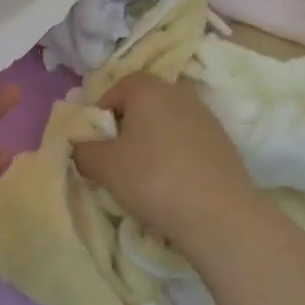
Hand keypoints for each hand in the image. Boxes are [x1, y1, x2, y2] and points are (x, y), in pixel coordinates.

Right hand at [72, 74, 257, 252]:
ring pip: (165, 124)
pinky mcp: (223, 142)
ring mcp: (206, 117)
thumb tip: (82, 148)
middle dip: (125, 128)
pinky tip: (171, 184)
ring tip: (143, 176)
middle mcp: (179, 93)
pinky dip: (173, 156)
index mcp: (149, 89)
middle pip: (142, 104)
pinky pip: (186, 142)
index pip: (116, 89)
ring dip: (150, 143)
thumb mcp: (103, 166)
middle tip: (115, 159)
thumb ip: (83, 150)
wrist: (219, 215)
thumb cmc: (153, 179)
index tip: (95, 144)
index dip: (100, 114)